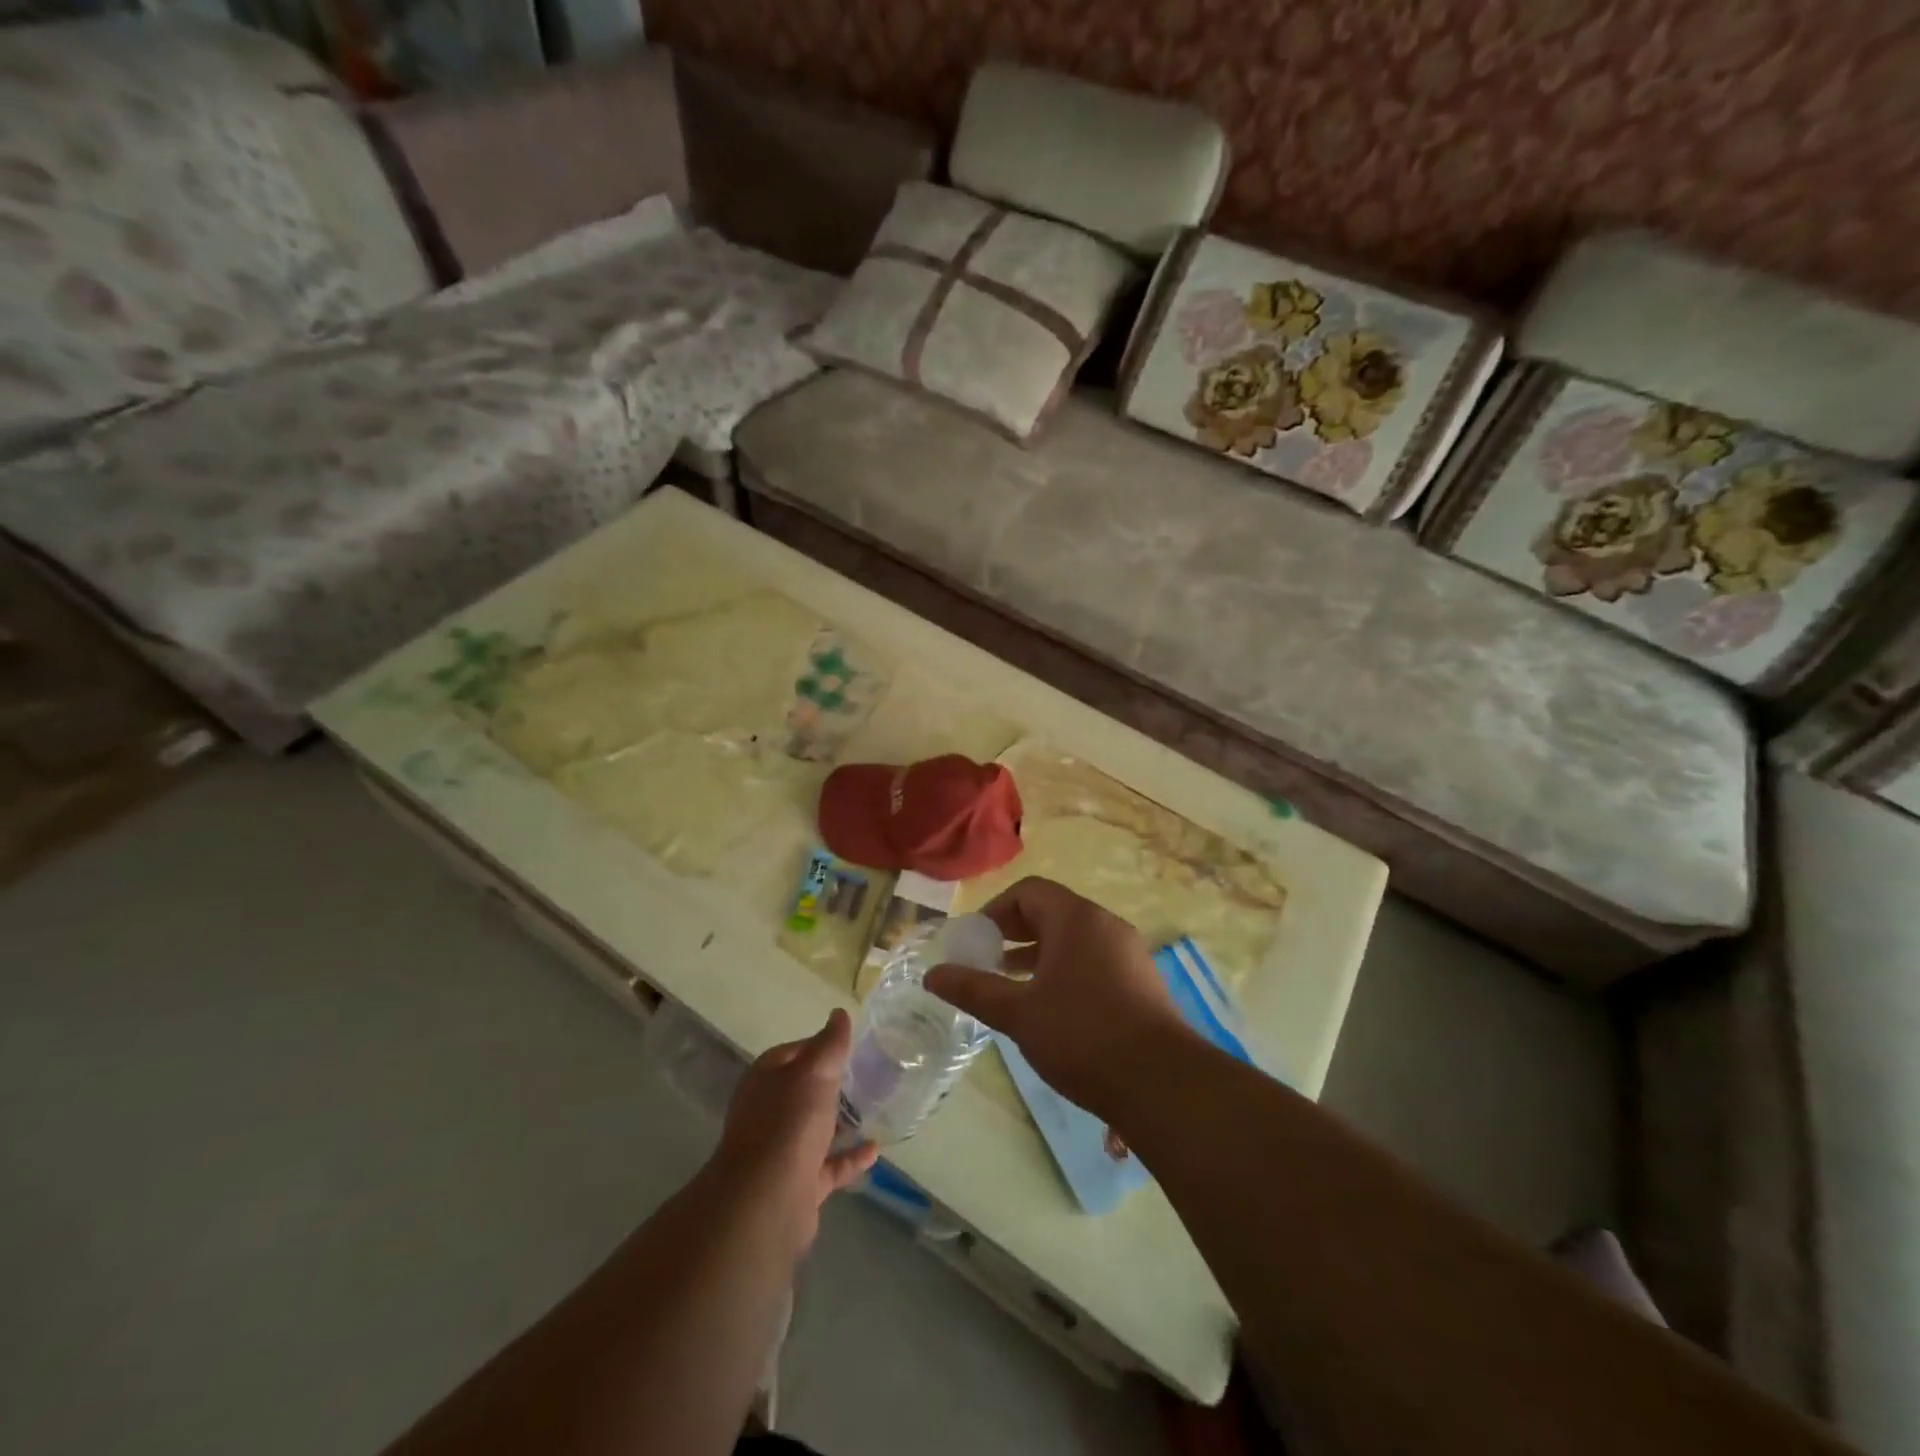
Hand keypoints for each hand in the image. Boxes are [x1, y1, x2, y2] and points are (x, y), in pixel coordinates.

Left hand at [708, 1009, 877, 1253]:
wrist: (767, 1200)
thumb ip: (830, 1043)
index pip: (793, 1053)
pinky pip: (829, 1166)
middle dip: (831, 1084)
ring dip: (841, 1121)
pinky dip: (850, 1158)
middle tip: (868, 1074)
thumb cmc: (789, 1122)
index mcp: (766, 1080)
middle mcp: (769, 1113)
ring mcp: (782, 1152)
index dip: (819, 1045)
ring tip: (875, 1108)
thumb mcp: (814, 1071)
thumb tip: (839, 1013)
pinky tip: (875, 1150)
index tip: (849, 1044)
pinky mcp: (799, 1185)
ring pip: (815, 1130)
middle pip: (803, 1092)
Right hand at [926, 877, 1186, 1117]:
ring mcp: (1128, 952)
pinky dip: (1065, 970)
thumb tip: (932, 975)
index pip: (1029, 891)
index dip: (996, 910)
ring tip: (1012, 985)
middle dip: (1014, 933)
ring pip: (1074, 939)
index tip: (974, 941)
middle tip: (987, 961)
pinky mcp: (1141, 981)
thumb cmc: (1081, 1036)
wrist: (1161, 1083)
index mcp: (1076, 918)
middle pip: (1052, 912)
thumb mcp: (1018, 1013)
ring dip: (1039, 955)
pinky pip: (1093, 960)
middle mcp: (1105, 924)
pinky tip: (1052, 1008)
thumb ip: (973, 989)